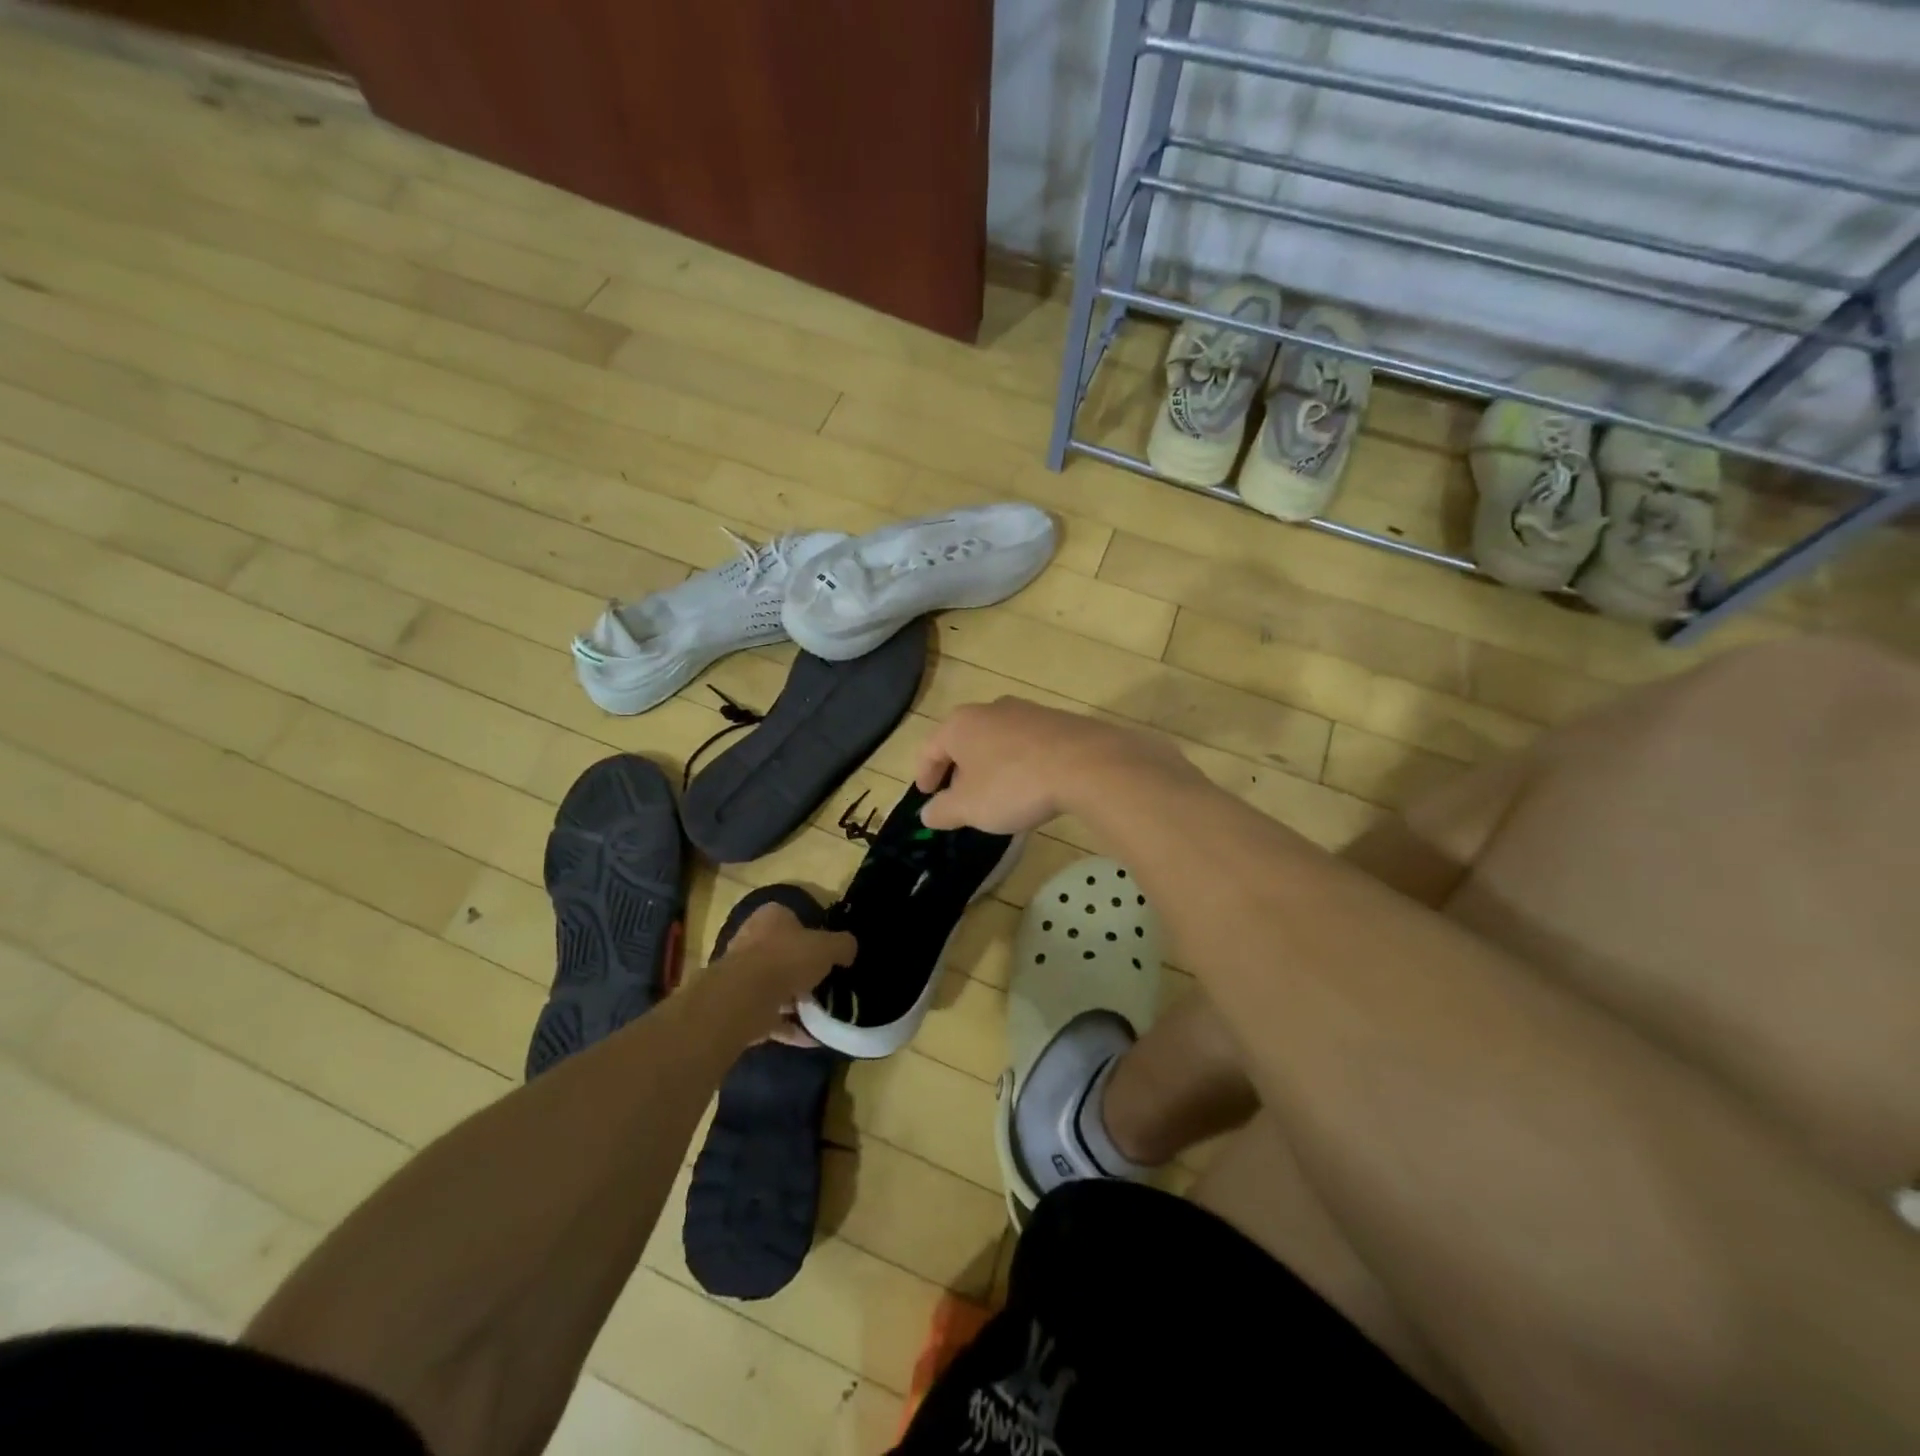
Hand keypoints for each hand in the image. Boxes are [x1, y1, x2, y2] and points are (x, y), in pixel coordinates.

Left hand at [716, 901, 853, 1047]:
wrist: (744, 999)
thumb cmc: (787, 959)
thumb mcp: (828, 946)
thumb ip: (842, 945)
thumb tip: (849, 950)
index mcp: (770, 918)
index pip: (794, 918)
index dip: (813, 933)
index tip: (829, 952)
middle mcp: (751, 941)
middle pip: (783, 954)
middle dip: (804, 970)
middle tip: (828, 983)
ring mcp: (742, 976)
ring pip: (776, 987)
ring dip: (796, 1001)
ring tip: (824, 1014)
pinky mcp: (740, 1007)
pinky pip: (771, 1017)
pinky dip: (791, 1027)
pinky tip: (813, 1038)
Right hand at [914, 697, 1175, 834]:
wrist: (1086, 764)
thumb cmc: (1014, 785)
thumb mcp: (970, 807)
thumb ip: (943, 810)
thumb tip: (928, 813)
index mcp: (961, 724)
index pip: (930, 748)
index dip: (924, 773)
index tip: (926, 794)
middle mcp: (991, 709)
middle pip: (964, 739)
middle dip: (958, 768)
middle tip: (959, 795)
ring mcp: (1028, 711)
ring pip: (997, 739)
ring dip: (990, 764)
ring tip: (995, 792)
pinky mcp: (1059, 721)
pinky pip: (1027, 744)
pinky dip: (1019, 762)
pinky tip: (1029, 784)